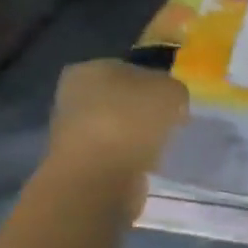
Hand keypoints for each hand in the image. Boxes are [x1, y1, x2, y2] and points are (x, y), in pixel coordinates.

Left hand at [49, 59, 189, 215]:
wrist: (98, 178)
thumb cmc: (130, 122)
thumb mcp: (170, 92)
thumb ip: (174, 90)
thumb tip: (171, 101)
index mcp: (90, 69)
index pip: (130, 69)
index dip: (156, 83)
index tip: (175, 103)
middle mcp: (74, 95)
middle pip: (121, 100)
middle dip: (144, 111)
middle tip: (171, 125)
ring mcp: (72, 132)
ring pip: (116, 128)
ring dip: (136, 137)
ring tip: (160, 148)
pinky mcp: (78, 164)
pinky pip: (113, 155)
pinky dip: (129, 159)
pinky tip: (145, 166)